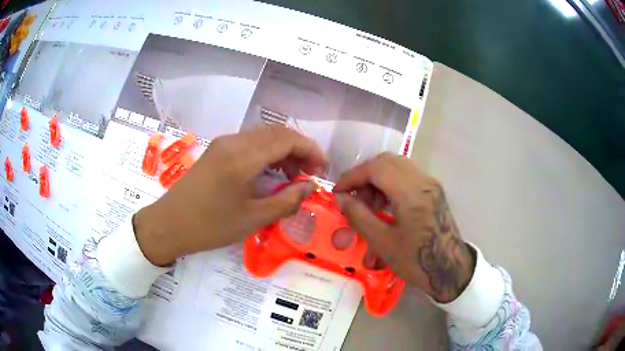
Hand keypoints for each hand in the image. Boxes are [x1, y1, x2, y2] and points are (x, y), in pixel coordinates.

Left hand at [134, 126, 326, 265]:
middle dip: (299, 149)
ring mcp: (223, 143)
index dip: (310, 149)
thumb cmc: (210, 225)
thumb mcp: (253, 218)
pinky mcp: (216, 150)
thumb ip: (287, 200)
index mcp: (243, 156)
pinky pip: (249, 143)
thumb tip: (309, 187)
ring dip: (283, 150)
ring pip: (263, 136)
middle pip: (276, 133)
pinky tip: (270, 173)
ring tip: (292, 176)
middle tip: (310, 173)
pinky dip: (266, 153)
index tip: (322, 168)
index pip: (287, 139)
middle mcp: (234, 141)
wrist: (170, 224)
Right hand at [333, 153, 474, 302]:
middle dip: (364, 175)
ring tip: (370, 204)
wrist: (450, 270)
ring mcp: (431, 183)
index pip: (376, 169)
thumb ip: (359, 216)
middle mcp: (423, 181)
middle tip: (354, 198)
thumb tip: (340, 198)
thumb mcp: (383, 242)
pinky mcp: (434, 190)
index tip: (338, 192)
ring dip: (378, 178)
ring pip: (397, 166)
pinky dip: (391, 183)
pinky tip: (386, 205)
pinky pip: (407, 175)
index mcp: (411, 193)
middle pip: (387, 161)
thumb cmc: (416, 261)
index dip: (352, 176)